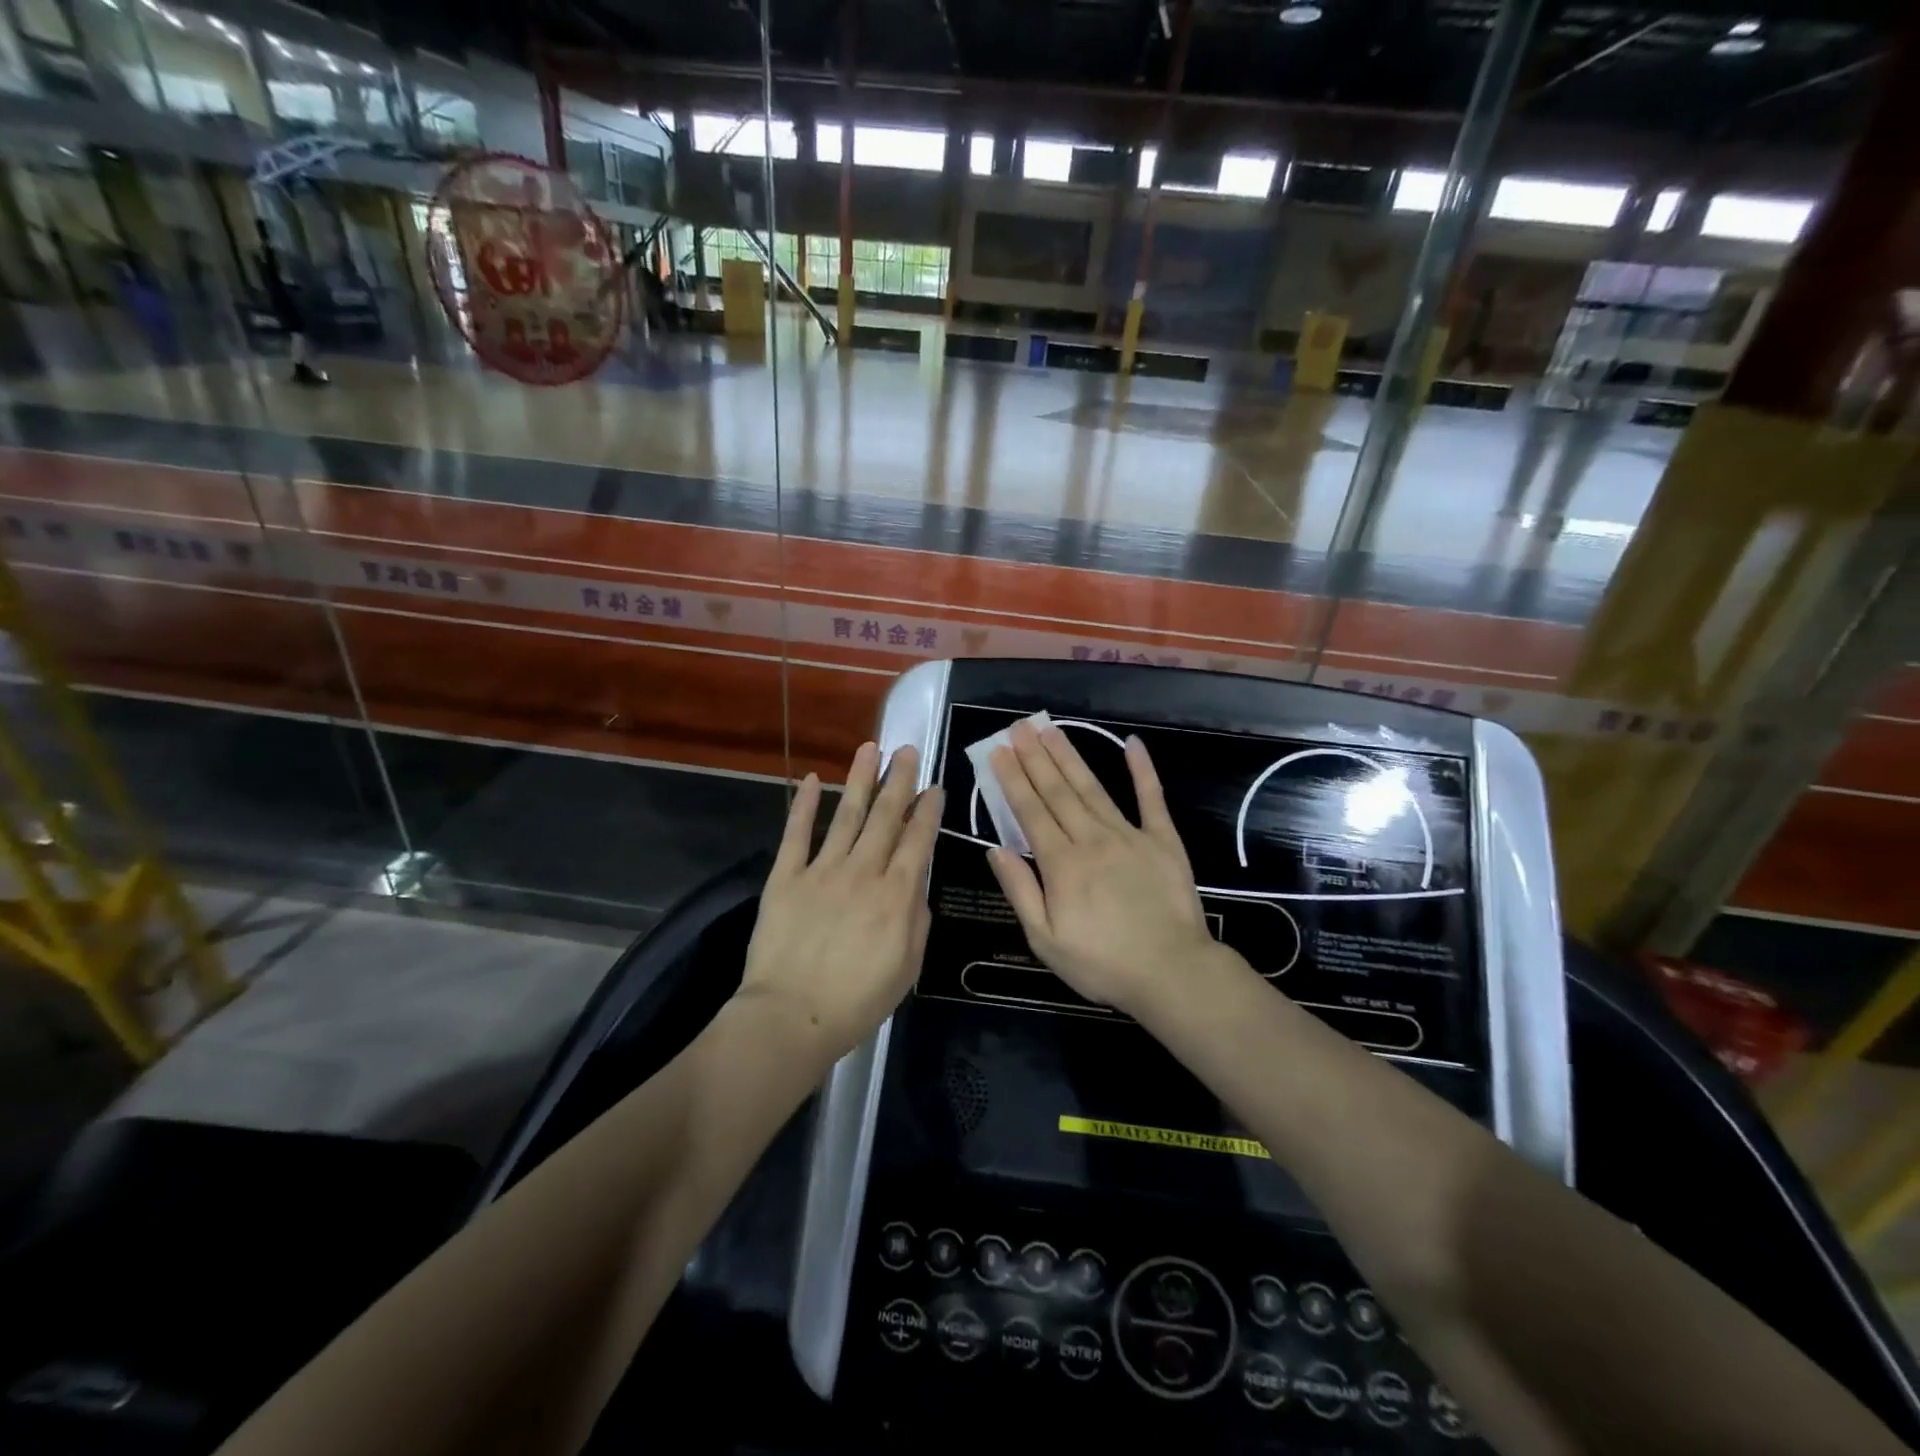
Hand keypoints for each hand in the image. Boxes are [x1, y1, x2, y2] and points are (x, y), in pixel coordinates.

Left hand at [739, 742, 942, 1064]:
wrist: (792, 1015)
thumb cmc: (858, 1000)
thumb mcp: (908, 967)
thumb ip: (917, 919)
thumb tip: (916, 886)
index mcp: (897, 894)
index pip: (917, 839)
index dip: (927, 809)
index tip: (934, 786)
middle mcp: (864, 871)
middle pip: (885, 816)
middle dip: (898, 780)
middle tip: (906, 750)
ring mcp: (823, 870)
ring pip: (845, 814)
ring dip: (859, 779)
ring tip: (869, 748)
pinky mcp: (787, 876)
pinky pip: (797, 833)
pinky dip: (802, 805)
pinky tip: (810, 778)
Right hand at [986, 722, 1217, 1020]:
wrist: (1172, 973)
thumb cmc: (1102, 963)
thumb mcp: (1045, 940)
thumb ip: (1020, 890)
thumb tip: (995, 848)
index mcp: (1061, 864)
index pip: (1030, 812)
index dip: (1013, 779)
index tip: (999, 751)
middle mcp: (1091, 839)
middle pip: (1057, 791)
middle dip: (1035, 757)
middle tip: (1019, 726)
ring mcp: (1130, 835)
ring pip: (1092, 788)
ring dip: (1069, 756)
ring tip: (1051, 729)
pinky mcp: (1162, 840)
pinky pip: (1151, 798)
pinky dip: (1142, 770)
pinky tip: (1132, 743)